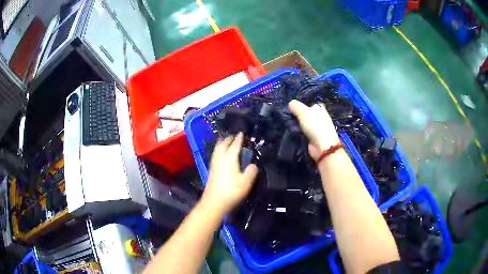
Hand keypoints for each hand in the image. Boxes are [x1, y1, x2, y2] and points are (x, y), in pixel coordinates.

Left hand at [200, 133, 258, 215]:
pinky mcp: (211, 172)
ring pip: (216, 150)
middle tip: (233, 136)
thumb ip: (251, 172)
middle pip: (222, 146)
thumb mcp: (245, 183)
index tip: (241, 133)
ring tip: (224, 141)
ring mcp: (214, 166)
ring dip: (221, 143)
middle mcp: (220, 160)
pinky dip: (218, 150)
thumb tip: (253, 165)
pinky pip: (215, 156)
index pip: (234, 146)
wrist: (214, 203)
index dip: (238, 139)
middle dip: (228, 139)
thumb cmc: (231, 192)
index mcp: (229, 160)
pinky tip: (219, 155)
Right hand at [288, 100, 339, 160]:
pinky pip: (303, 132)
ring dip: (297, 125)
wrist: (322, 146)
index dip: (301, 105)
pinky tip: (292, 132)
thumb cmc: (315, 126)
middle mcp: (319, 117)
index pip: (309, 104)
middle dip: (297, 116)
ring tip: (287, 125)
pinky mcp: (313, 137)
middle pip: (305, 114)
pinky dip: (299, 132)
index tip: (291, 109)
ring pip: (304, 123)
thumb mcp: (303, 112)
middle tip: (287, 117)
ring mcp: (317, 128)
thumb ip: (295, 106)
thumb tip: (290, 103)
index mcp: (319, 108)